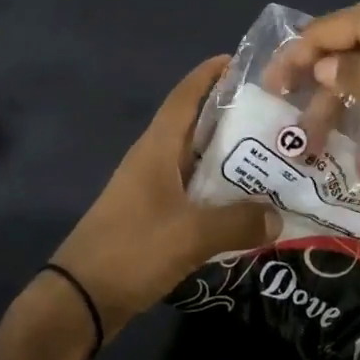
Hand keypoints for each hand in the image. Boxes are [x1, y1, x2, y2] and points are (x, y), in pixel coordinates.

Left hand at [49, 55, 280, 337]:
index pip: (184, 98)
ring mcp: (151, 190)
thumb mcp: (191, 234)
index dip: (208, 75)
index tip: (240, 61)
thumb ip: (238, 222)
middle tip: (275, 116)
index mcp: (157, 149)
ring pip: (197, 162)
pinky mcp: (153, 217)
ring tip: (272, 157)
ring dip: (228, 158)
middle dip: (231, 117)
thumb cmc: (132, 250)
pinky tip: (247, 204)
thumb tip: (278, 216)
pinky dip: (219, 192)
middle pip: (195, 127)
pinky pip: (193, 193)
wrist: (80, 299)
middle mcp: (154, 161)